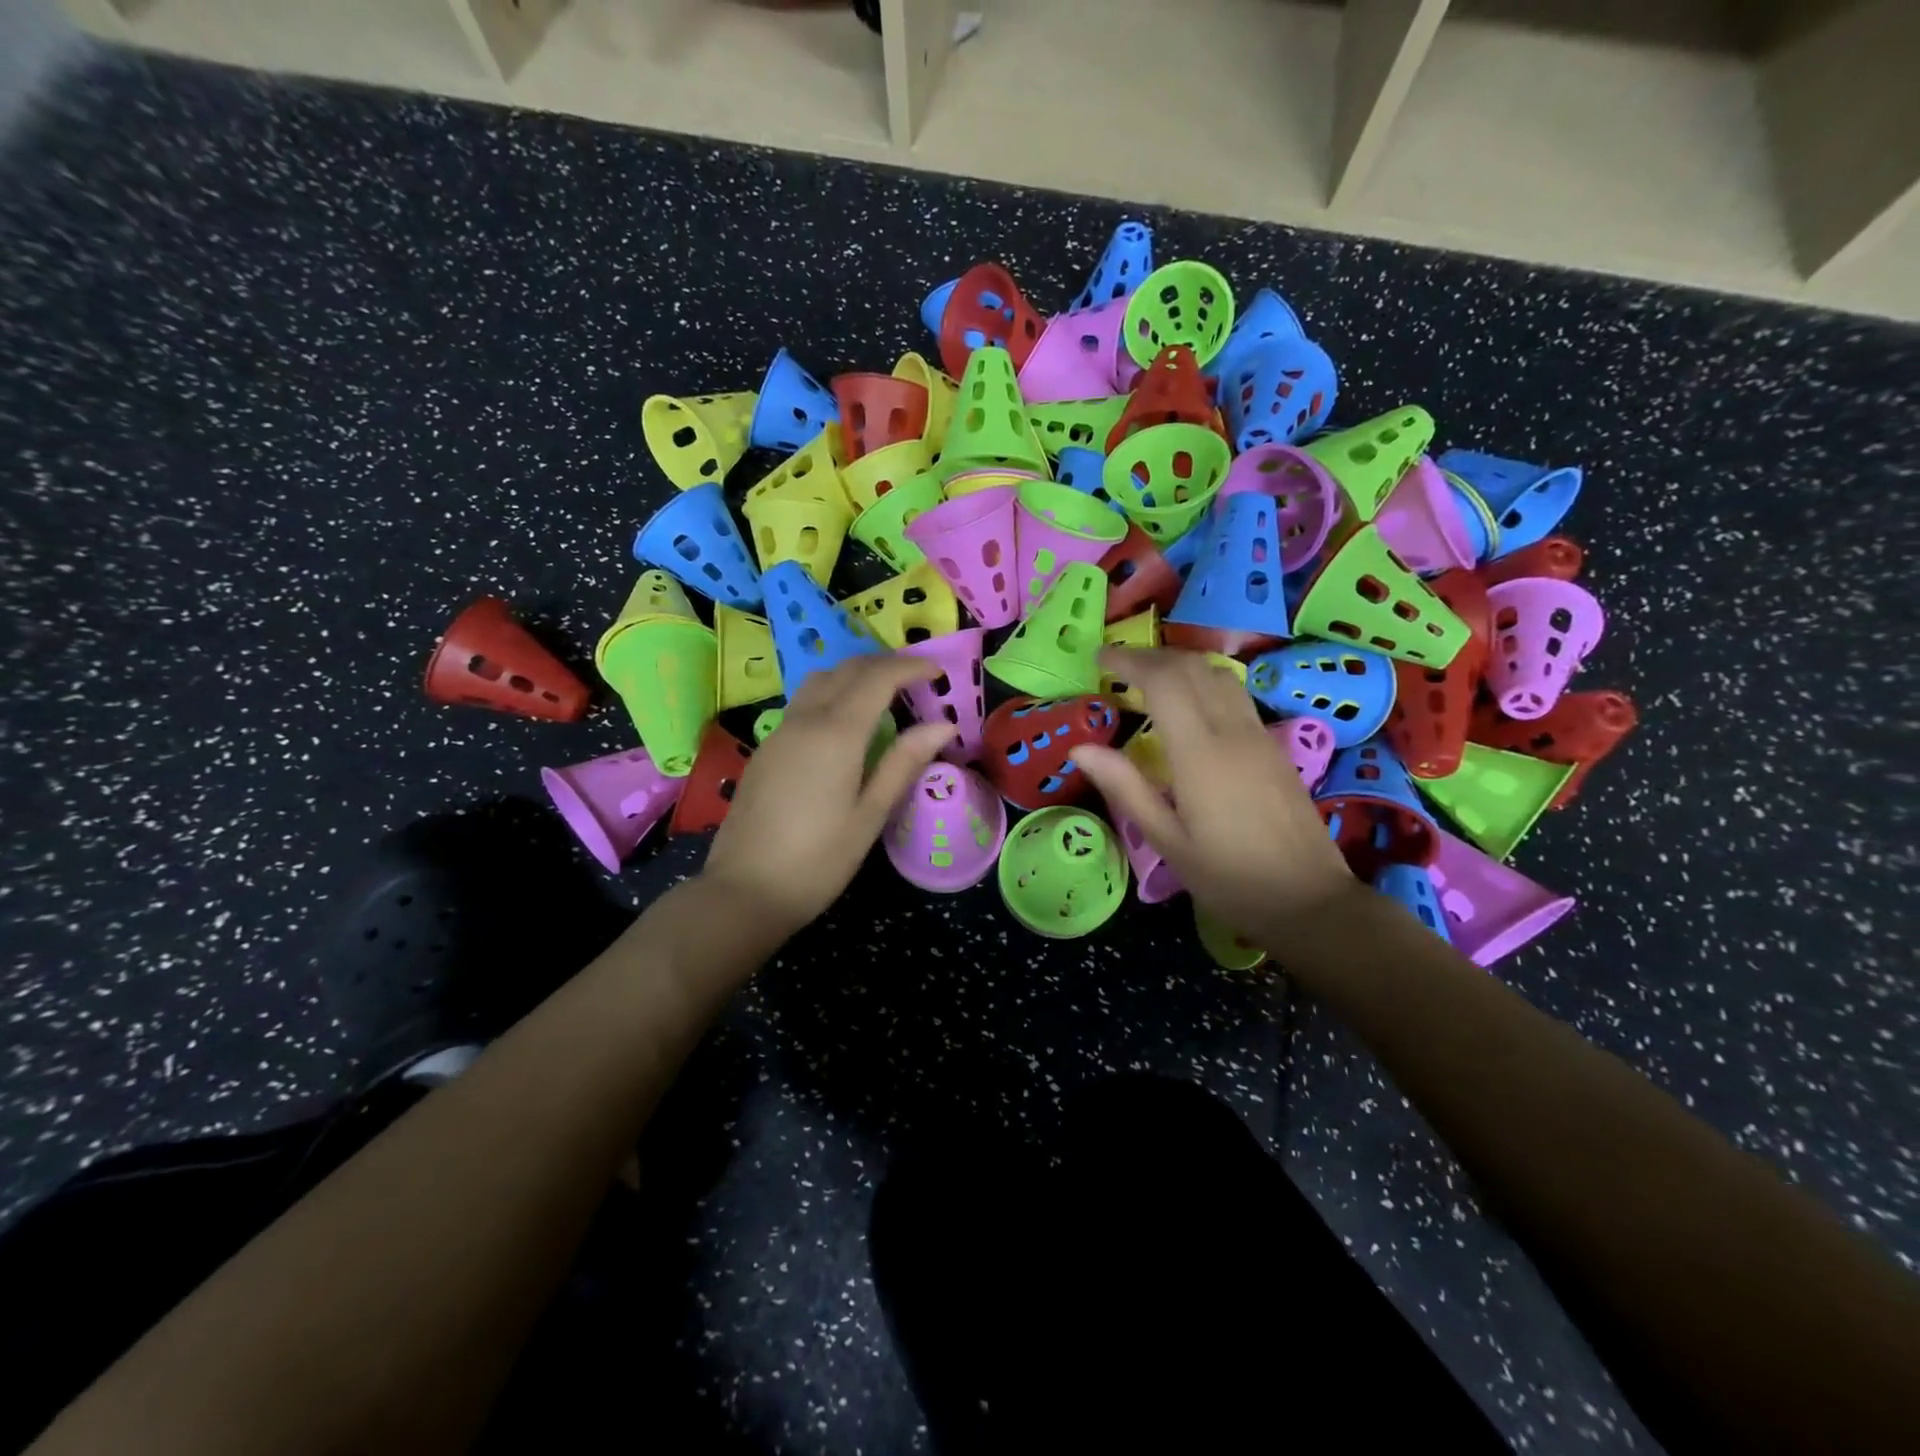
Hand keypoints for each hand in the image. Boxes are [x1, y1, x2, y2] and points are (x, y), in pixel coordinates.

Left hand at [700, 655, 954, 935]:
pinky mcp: (766, 749)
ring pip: (820, 680)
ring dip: (855, 675)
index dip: (910, 667)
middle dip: (884, 665)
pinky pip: (804, 703)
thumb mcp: (871, 815)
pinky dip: (833, 695)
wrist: (744, 890)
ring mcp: (780, 732)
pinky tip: (846, 726)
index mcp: (836, 733)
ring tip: (883, 697)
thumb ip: (904, 763)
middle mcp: (805, 720)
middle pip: (847, 669)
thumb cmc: (818, 860)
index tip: (937, 673)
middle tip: (916, 680)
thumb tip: (943, 725)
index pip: (877, 677)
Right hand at [1074, 648, 1360, 939]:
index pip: (1163, 681)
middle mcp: (1232, 731)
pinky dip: (1202, 682)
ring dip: (1180, 665)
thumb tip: (1080, 748)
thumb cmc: (1229, 878)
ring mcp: (1258, 735)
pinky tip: (1187, 705)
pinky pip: (1234, 694)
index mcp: (1200, 753)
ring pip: (1218, 675)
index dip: (1128, 660)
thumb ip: (1125, 787)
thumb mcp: (1166, 840)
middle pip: (1191, 667)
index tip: (1099, 657)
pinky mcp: (1273, 746)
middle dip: (1151, 656)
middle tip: (1117, 666)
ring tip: (1148, 679)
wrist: (1309, 900)